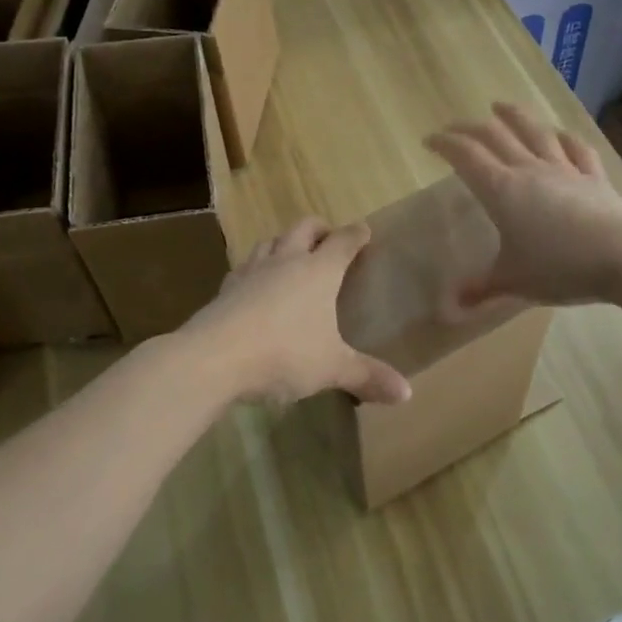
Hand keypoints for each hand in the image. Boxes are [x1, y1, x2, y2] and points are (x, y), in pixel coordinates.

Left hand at [184, 218, 410, 406]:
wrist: (214, 357)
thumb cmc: (284, 354)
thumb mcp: (332, 368)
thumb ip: (367, 376)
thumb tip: (407, 394)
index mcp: (319, 271)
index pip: (343, 241)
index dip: (356, 234)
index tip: (364, 231)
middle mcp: (286, 261)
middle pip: (304, 228)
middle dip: (320, 229)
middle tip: (328, 239)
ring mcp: (252, 271)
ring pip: (270, 241)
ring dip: (284, 242)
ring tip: (291, 256)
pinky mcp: (226, 288)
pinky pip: (245, 267)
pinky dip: (256, 268)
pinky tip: (255, 285)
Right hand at [426, 102, 621, 310]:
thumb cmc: (559, 266)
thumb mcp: (513, 282)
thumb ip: (481, 289)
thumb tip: (452, 306)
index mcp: (501, 190)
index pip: (466, 156)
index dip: (445, 144)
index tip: (430, 141)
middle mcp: (530, 170)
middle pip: (496, 137)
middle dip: (471, 128)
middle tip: (456, 127)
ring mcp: (564, 170)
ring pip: (535, 133)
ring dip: (515, 117)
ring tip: (501, 107)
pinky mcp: (594, 177)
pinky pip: (577, 150)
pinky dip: (565, 139)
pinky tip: (560, 134)